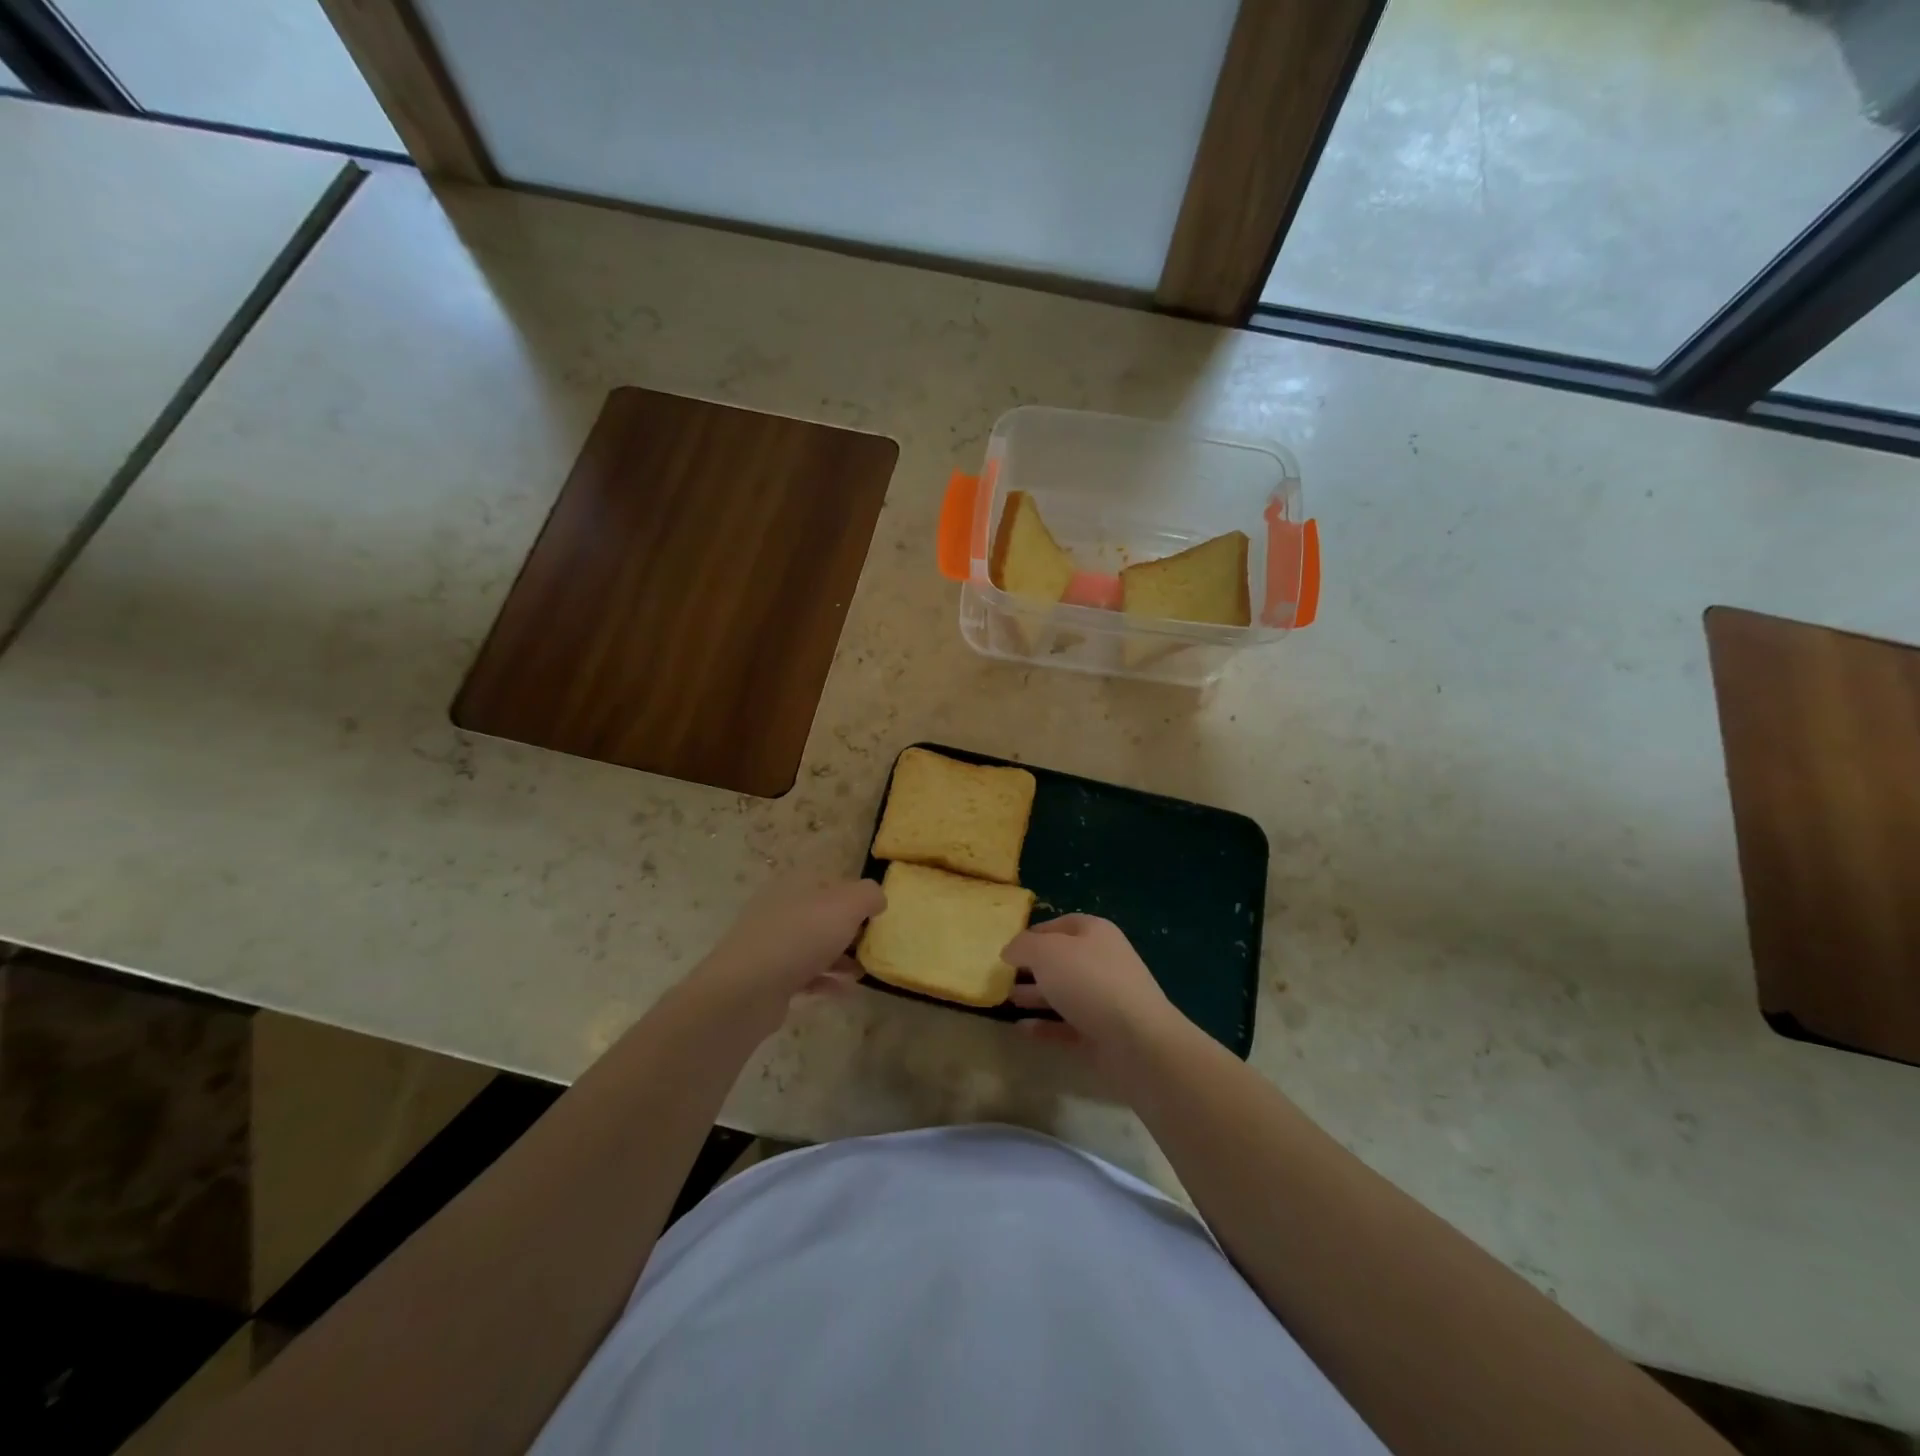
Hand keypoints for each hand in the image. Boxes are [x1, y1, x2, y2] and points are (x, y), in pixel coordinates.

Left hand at [691, 872, 884, 1039]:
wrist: (746, 989)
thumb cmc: (800, 937)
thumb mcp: (846, 905)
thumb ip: (868, 895)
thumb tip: (877, 899)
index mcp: (794, 885)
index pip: (830, 882)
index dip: (855, 895)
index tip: (876, 914)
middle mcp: (780, 909)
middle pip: (822, 915)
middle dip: (849, 930)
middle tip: (873, 944)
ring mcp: (770, 944)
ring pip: (813, 946)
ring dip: (840, 958)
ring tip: (864, 971)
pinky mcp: (767, 977)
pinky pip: (804, 975)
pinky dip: (826, 980)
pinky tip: (847, 991)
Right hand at [1002, 914, 1181, 1057]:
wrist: (1137, 1041)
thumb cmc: (1089, 982)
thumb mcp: (1046, 952)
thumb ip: (1023, 946)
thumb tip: (1010, 950)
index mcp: (1095, 933)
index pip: (1061, 924)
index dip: (1033, 933)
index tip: (1007, 948)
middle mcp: (1102, 961)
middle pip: (1061, 959)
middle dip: (1031, 967)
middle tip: (1001, 976)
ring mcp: (1104, 999)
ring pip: (1063, 992)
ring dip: (1035, 995)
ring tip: (1005, 999)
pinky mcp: (1102, 1033)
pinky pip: (1067, 1025)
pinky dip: (1045, 1025)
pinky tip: (1021, 1028)